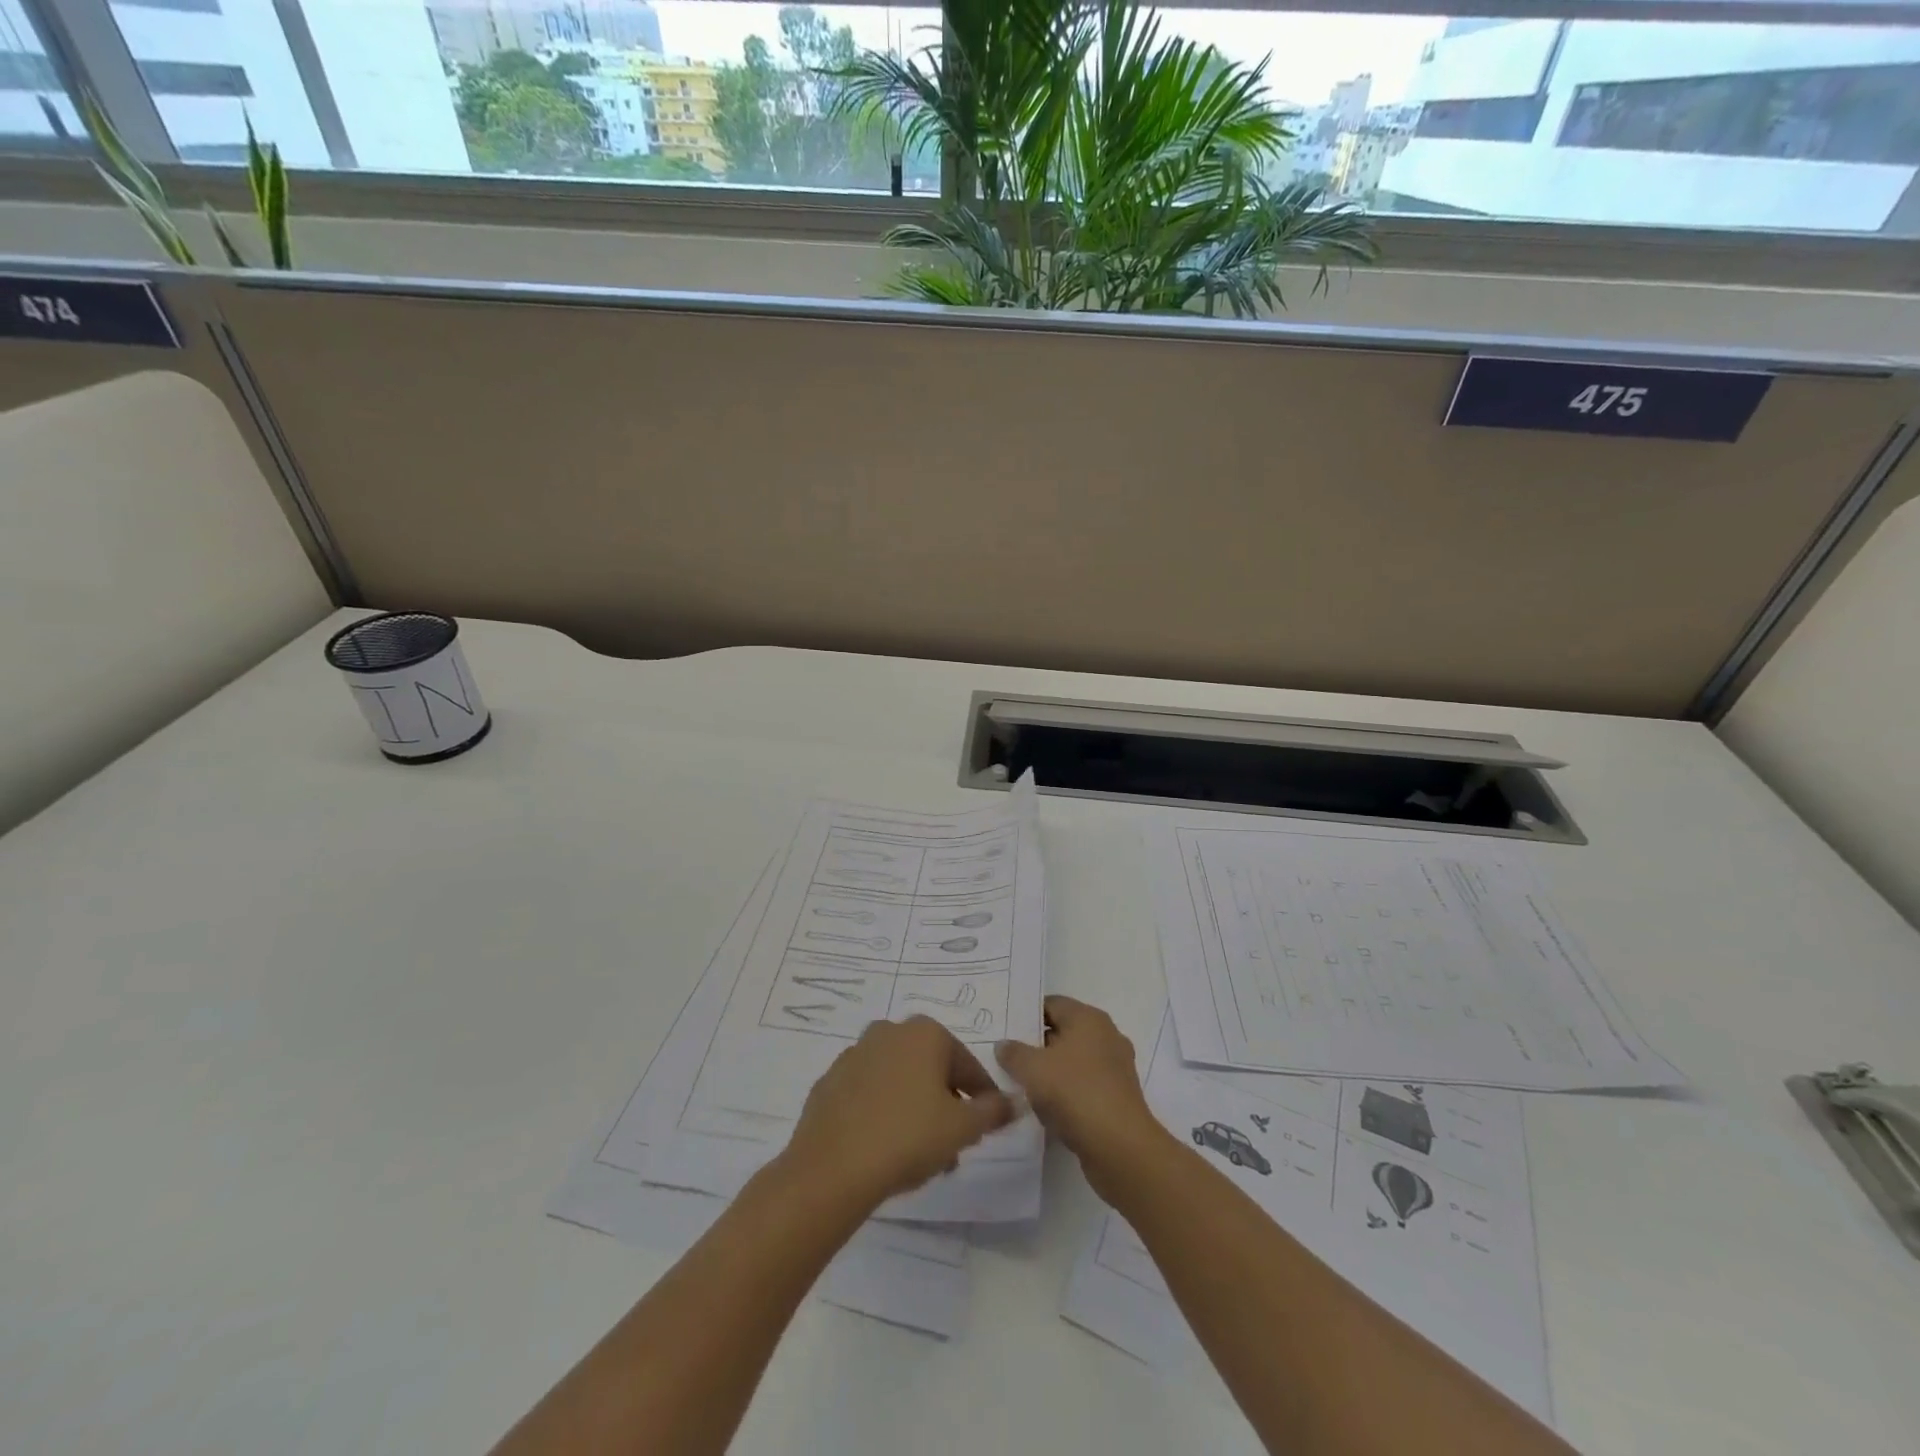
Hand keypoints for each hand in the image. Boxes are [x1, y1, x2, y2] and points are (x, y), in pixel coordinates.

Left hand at [782, 1016, 1015, 1210]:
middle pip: (931, 1070)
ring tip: (920, 1157)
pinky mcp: (830, 1081)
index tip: (986, 1128)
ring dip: (915, 1110)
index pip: (967, 1066)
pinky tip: (884, 1149)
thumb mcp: (963, 1128)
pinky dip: (882, 1113)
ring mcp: (855, 1054)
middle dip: (945, 1105)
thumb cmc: (908, 1137)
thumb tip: (1015, 1100)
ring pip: (900, 1082)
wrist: (831, 1168)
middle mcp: (889, 1031)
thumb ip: (993, 1111)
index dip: (982, 1099)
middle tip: (953, 1146)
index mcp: (925, 1032)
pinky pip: (868, 1095)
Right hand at [996, 996, 1167, 1198]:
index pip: (1052, 1004)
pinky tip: (1046, 1109)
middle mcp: (1106, 1036)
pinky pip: (1084, 1086)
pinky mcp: (1118, 1097)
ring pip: (1074, 1062)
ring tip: (1022, 1085)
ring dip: (1050, 1072)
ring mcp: (1115, 1068)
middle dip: (1036, 1045)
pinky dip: (1066, 1093)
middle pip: (1063, 1032)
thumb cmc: (1075, 1092)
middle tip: (1008, 1058)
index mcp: (1089, 1018)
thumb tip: (1004, 1044)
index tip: (1005, 1030)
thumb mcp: (1032, 1068)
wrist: (1120, 1147)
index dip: (1027, 1015)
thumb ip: (1013, 1052)